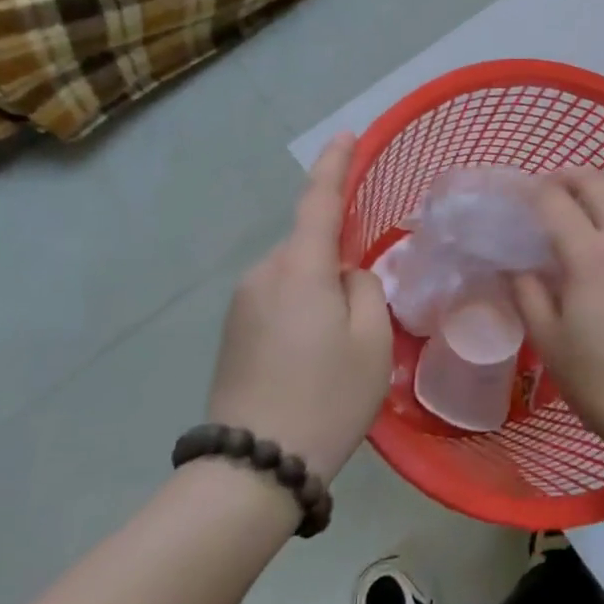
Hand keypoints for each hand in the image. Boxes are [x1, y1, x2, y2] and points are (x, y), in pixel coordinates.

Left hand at [208, 134, 392, 481]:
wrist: (253, 468)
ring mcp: (241, 304)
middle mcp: (263, 274)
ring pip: (296, 277)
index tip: (346, 135)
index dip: (335, 165)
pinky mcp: (232, 332)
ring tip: (340, 349)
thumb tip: (346, 277)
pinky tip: (312, 359)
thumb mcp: (372, 341)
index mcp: (300, 268)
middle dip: (340, 262)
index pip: (320, 201)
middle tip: (367, 313)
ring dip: (320, 293)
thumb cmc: (326, 398)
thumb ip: (366, 290)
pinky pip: (278, 301)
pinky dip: (302, 312)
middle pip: (311, 247)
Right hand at [511, 167, 603, 454]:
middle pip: (599, 185)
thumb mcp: (550, 341)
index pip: (556, 202)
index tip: (516, 197)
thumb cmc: (601, 381)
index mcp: (591, 255)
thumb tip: (515, 267)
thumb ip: (528, 294)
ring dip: (599, 188)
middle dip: (569, 177)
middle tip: (546, 188)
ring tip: (577, 202)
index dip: (533, 192)